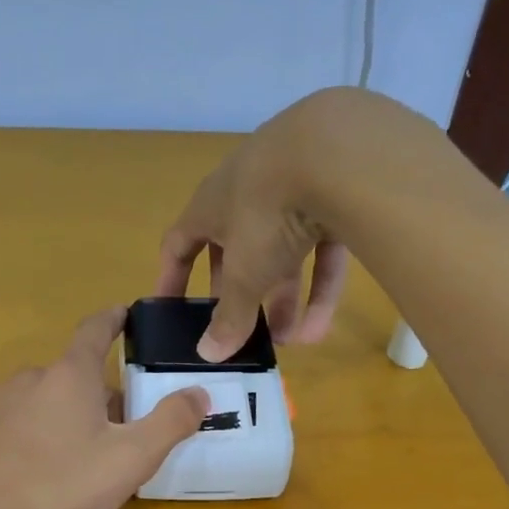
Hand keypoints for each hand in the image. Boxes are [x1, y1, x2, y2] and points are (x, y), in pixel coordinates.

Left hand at [0, 307, 208, 508]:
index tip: (123, 313)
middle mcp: (27, 377)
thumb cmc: (68, 488)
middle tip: (113, 432)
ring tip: (70, 456)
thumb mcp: (133, 458)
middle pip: (70, 375)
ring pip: (37, 399)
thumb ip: (171, 421)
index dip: (112, 320)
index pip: (94, 331)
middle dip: (92, 394)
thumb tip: (199, 393)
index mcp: (69, 375)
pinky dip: (24, 433)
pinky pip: (8, 421)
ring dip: (57, 414)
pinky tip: (30, 466)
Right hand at [157, 91, 355, 361]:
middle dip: (241, 297)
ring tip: (289, 342)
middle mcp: (247, 193)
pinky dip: (320, 287)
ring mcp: (293, 191)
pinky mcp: (336, 197)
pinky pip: (322, 249)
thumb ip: (229, 316)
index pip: (180, 244)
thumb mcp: (245, 274)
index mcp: (211, 205)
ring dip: (284, 300)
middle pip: (236, 252)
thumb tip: (207, 355)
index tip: (172, 311)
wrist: (337, 153)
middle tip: (242, 331)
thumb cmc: (266, 212)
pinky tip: (321, 329)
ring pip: (283, 254)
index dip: (173, 279)